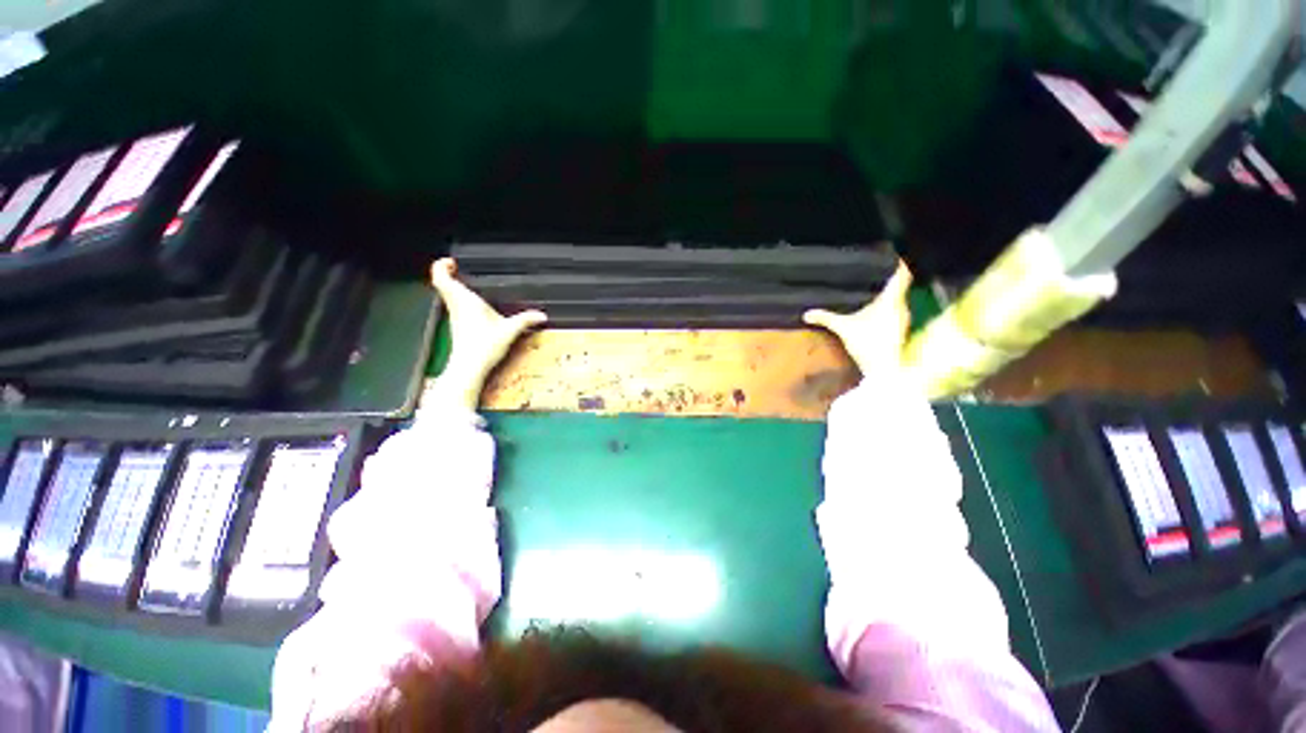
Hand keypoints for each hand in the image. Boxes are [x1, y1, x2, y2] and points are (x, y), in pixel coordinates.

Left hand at [428, 258, 546, 410]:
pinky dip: (459, 300)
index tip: (452, 261)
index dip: (442, 266)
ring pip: (446, 295)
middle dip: (447, 273)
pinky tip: (474, 305)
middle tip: (459, 268)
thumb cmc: (484, 346)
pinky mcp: (457, 327)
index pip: (441, 277)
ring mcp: (455, 317)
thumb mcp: (510, 331)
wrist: (469, 368)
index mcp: (464, 300)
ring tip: (468, 283)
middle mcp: (456, 306)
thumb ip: (526, 320)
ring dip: (453, 286)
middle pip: (441, 284)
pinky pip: (453, 306)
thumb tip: (542, 315)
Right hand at [803, 262, 912, 374]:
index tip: (891, 254)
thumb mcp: (843, 329)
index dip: (898, 263)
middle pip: (900, 285)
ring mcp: (902, 318)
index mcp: (890, 300)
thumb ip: (826, 318)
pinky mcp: (899, 329)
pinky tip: (875, 308)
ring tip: (874, 285)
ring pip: (898, 298)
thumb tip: (806, 314)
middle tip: (874, 269)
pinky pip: (895, 309)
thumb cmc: (867, 343)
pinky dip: (887, 305)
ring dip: (888, 292)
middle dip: (888, 277)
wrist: (885, 369)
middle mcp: (901, 306)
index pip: (901, 275)